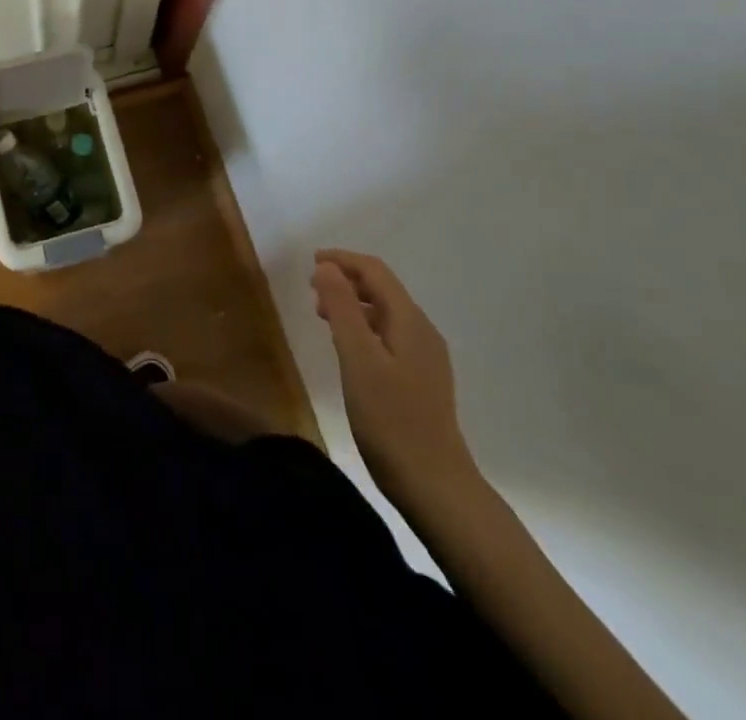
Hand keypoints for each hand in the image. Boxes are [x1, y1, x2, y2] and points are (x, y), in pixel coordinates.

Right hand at [312, 249, 478, 507]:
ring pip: (385, 314)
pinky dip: (363, 328)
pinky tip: (348, 348)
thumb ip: (343, 308)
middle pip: (383, 290)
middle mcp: (422, 332)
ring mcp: (425, 358)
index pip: (376, 272)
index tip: (311, 261)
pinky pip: (388, 336)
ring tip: (322, 315)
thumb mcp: (358, 359)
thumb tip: (327, 267)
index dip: (343, 260)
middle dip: (347, 281)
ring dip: (353, 305)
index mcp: (410, 321)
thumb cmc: (391, 420)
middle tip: (311, 290)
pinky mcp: (421, 380)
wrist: (435, 485)